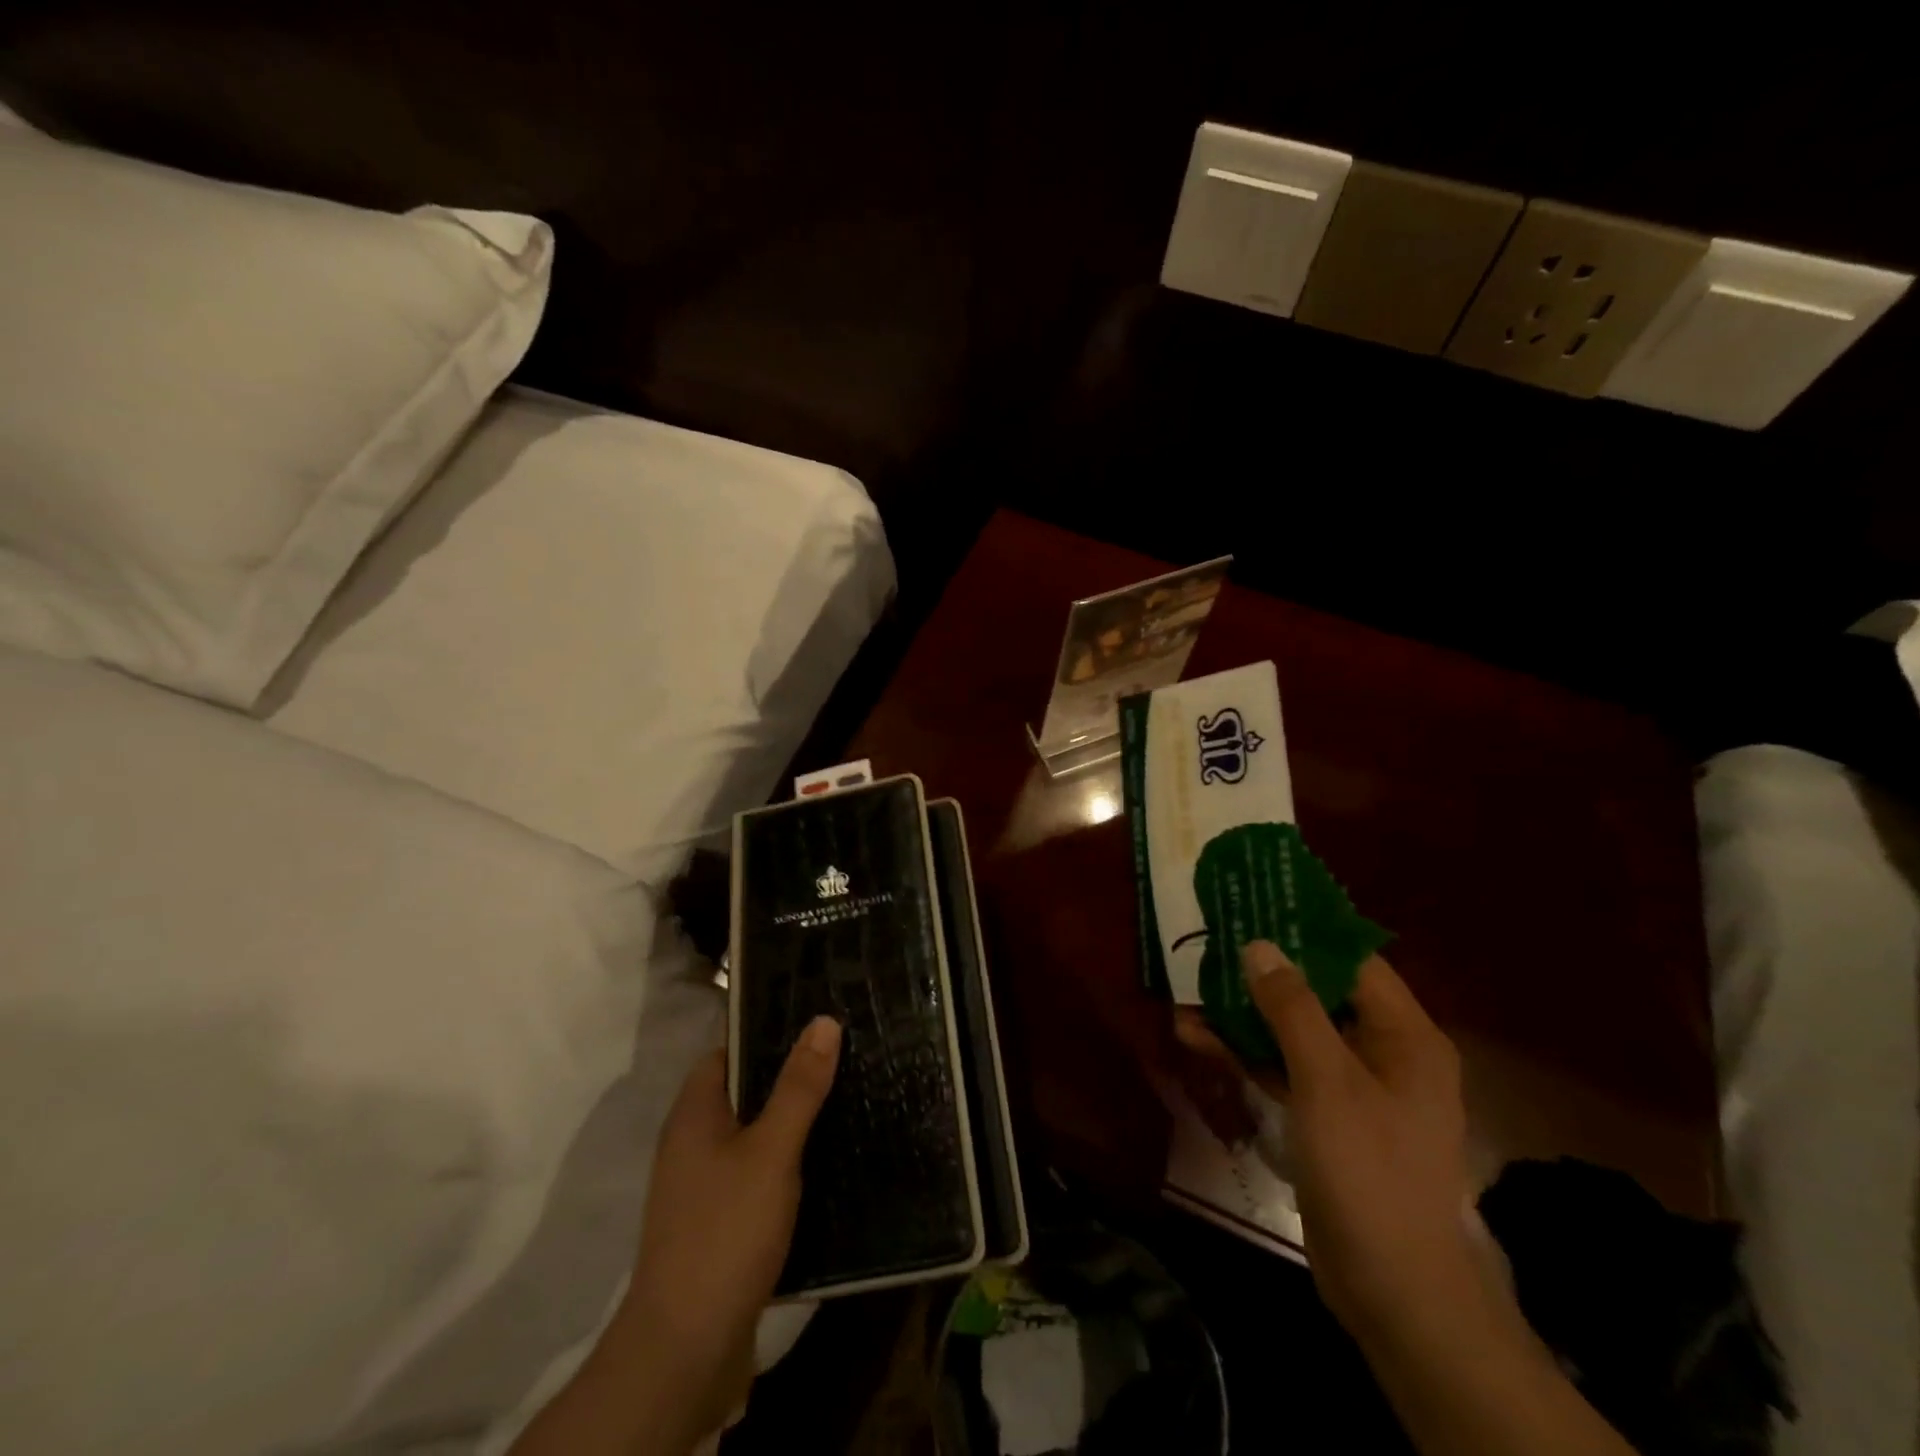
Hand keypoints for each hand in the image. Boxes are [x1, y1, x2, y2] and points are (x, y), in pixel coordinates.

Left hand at [614, 1016, 841, 1441]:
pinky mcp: (719, 1224)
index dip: (768, 1033)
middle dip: (789, 1077)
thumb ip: (798, 1087)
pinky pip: (757, 1174)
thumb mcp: (771, 1150)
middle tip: (844, 1057)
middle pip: (744, 1091)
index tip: (816, 1022)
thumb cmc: (726, 1231)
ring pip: (753, 1135)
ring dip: (791, 1122)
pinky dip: (787, 1164)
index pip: (729, 1051)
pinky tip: (826, 1163)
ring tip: (846, 1100)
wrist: (686, 1349)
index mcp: (694, 1114)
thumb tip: (823, 1021)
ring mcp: (703, 1187)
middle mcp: (692, 1143)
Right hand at [1234, 942, 1493, 1346]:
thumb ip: (1292, 1007)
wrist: (1391, 1287)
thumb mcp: (1326, 1079)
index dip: (1305, 931)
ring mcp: (1352, 1086)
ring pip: (1293, 1032)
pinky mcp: (1326, 1116)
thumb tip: (1260, 945)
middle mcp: (1382, 1052)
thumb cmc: (1368, 1169)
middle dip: (1262, 973)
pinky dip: (1246, 1053)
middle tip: (1211, 943)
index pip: (1354, 961)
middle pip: (1318, 993)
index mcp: (1403, 1035)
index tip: (1256, 904)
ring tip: (1188, 990)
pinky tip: (1197, 1038)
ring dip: (1243, 1014)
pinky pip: (1284, 1068)